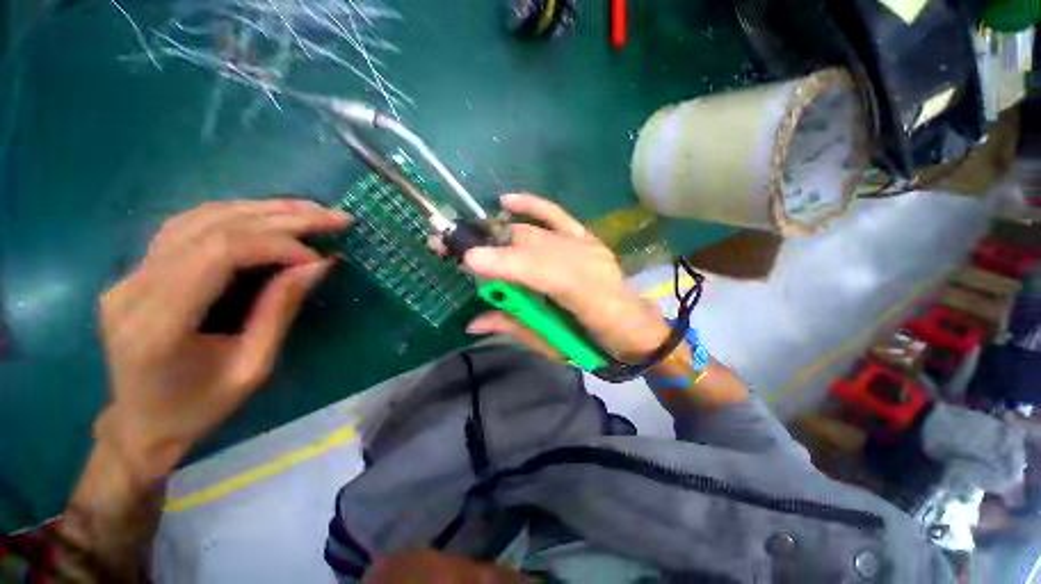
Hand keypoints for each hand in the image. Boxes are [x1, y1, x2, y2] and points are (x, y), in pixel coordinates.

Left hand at [96, 199, 349, 478]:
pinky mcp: (138, 269)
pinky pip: (188, 226)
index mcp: (158, 324)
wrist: (141, 424)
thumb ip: (280, 310)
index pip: (219, 253)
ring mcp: (130, 273)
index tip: (319, 259)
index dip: (277, 245)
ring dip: (261, 208)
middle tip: (333, 216)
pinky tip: (267, 215)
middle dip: (282, 217)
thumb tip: (318, 265)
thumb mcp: (253, 368)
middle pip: (212, 227)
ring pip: (199, 217)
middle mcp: (134, 287)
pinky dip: (235, 214)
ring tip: (309, 210)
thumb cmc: (199, 409)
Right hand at [462, 193, 670, 361]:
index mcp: (586, 297)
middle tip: (450, 246)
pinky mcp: (587, 238)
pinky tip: (507, 201)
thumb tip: (473, 322)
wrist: (633, 328)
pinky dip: (532, 205)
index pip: (542, 272)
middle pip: (533, 245)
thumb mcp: (553, 347)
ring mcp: (589, 245)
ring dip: (500, 233)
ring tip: (470, 236)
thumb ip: (514, 328)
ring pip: (538, 232)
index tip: (467, 260)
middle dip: (490, 244)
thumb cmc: (594, 345)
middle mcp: (589, 262)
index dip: (506, 264)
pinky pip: (558, 215)